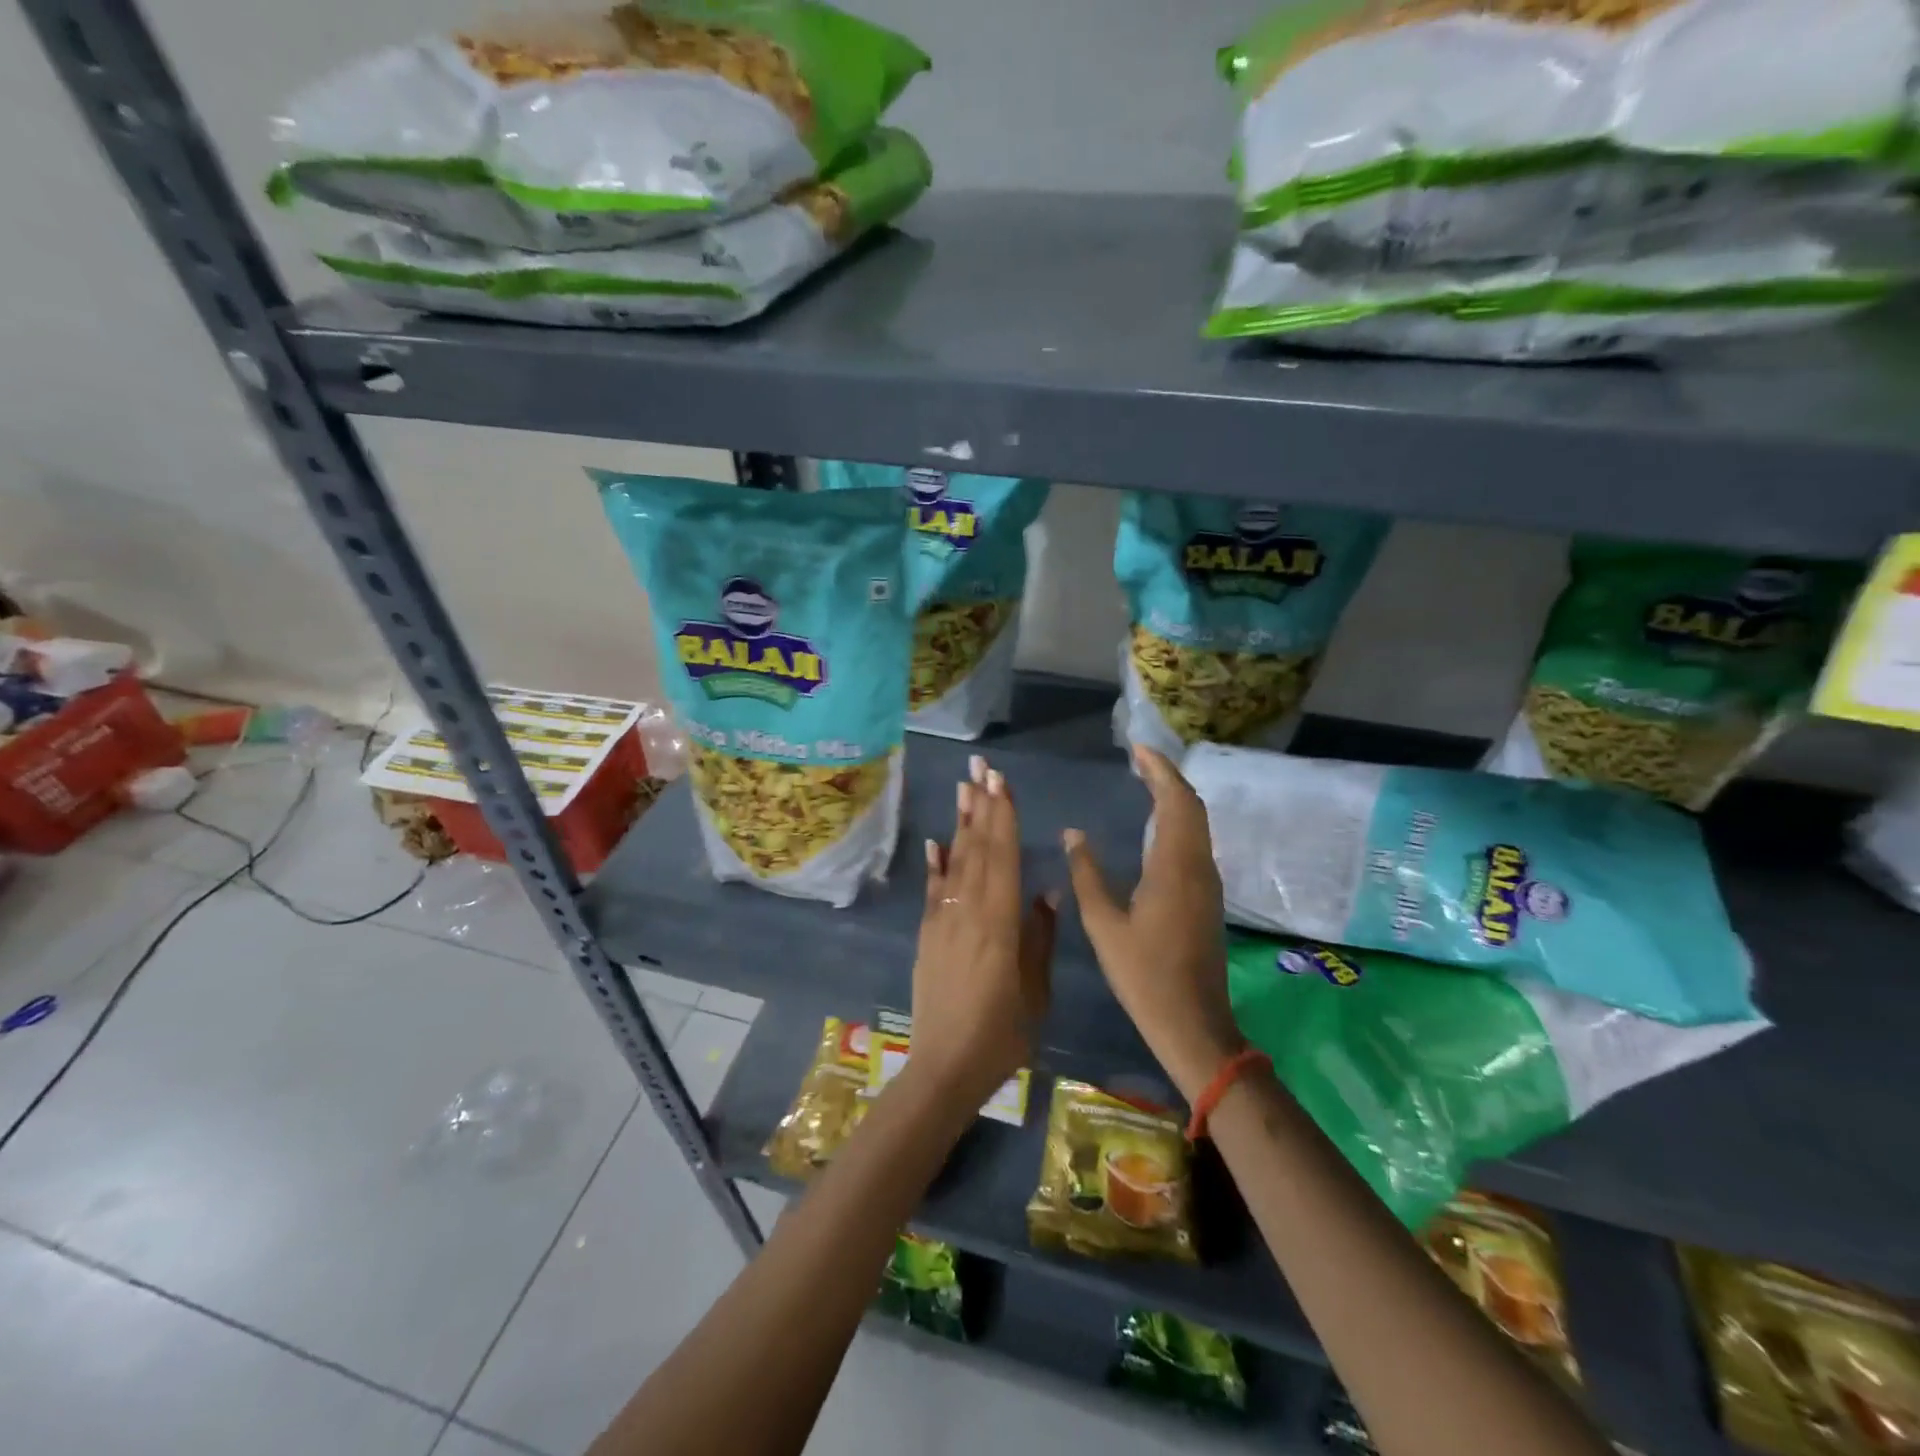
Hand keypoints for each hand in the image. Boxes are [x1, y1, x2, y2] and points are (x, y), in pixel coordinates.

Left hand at [910, 755, 1055, 1106]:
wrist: (943, 1067)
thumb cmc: (1001, 1034)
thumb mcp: (1035, 990)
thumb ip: (1039, 936)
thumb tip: (1047, 889)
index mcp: (998, 922)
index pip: (1002, 856)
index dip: (1002, 816)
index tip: (1002, 782)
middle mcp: (967, 911)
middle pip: (976, 849)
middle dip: (980, 806)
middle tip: (980, 768)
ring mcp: (942, 921)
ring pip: (954, 862)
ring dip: (960, 824)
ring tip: (963, 789)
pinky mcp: (927, 935)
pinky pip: (933, 890)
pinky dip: (935, 863)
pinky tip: (935, 842)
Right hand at [1063, 745, 1244, 1101]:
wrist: (1194, 1023)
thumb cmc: (1144, 975)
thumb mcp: (1104, 925)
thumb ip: (1087, 874)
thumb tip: (1074, 833)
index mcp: (1175, 867)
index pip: (1175, 800)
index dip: (1159, 769)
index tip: (1137, 748)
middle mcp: (1199, 866)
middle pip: (1192, 806)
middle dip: (1168, 776)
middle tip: (1138, 759)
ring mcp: (1208, 882)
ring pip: (1197, 824)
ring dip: (1175, 797)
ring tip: (1144, 782)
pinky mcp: (1207, 897)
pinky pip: (1195, 842)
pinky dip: (1178, 820)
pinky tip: (1155, 826)